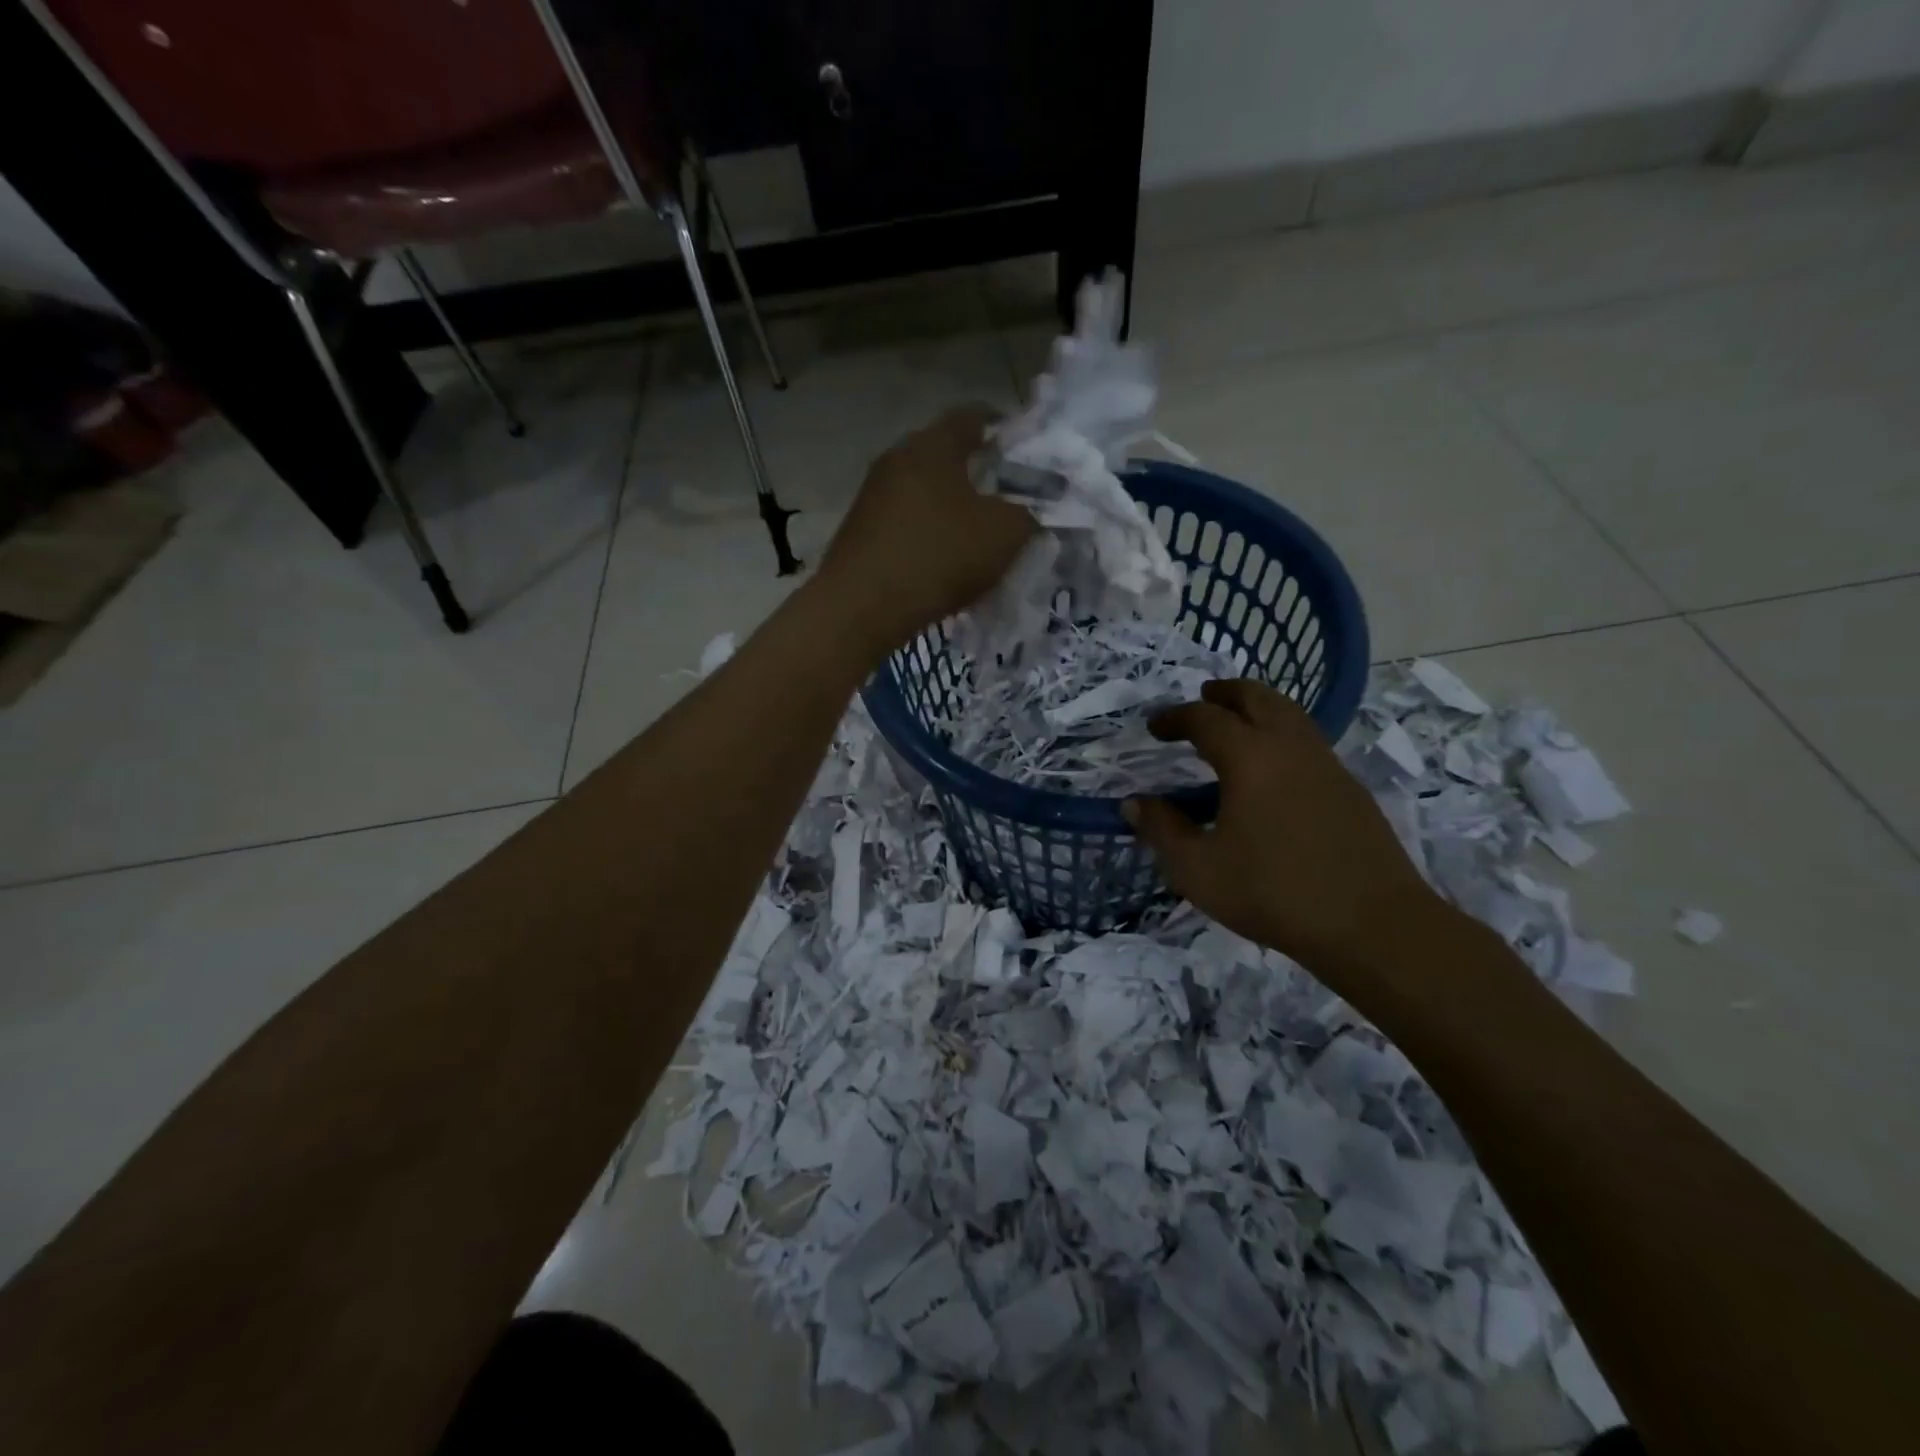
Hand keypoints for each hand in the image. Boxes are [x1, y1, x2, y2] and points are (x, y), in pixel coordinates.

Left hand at [816, 405, 1036, 656]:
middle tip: (1007, 498)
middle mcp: (897, 458)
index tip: (1024, 448)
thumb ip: (1027, 515)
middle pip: (945, 455)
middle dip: (977, 474)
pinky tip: (943, 561)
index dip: (1003, 428)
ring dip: (951, 507)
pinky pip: (906, 522)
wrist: (862, 606)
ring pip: (924, 491)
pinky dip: (928, 534)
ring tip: (977, 535)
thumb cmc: (940, 555)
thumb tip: (1027, 514)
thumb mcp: (1005, 534)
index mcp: (933, 444)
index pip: (973, 416)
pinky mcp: (860, 530)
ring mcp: (873, 495)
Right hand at [1123, 679, 1452, 991]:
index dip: (1175, 717)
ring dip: (1259, 708)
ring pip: (1290, 715)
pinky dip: (1282, 735)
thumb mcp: (1197, 870)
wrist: (1372, 925)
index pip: (1205, 718)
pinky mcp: (1351, 788)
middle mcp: (1291, 748)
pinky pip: (1309, 741)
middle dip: (1225, 693)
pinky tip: (1274, 769)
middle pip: (1258, 698)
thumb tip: (1134, 802)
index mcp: (1250, 758)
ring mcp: (1327, 765)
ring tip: (1238, 724)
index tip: (1155, 727)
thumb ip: (1161, 830)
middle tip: (1203, 698)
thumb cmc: (1274, 893)